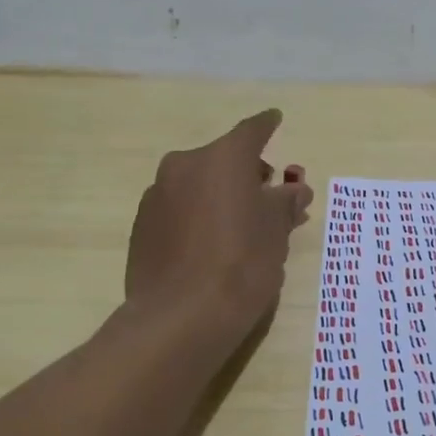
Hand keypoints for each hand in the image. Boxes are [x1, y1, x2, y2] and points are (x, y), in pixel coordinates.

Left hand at [126, 110, 313, 336]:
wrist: (181, 317)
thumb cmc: (243, 263)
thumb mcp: (277, 231)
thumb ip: (285, 202)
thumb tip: (294, 190)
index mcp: (223, 158)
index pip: (252, 130)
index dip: (267, 126)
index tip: (275, 119)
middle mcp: (185, 165)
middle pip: (223, 159)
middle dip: (247, 172)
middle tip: (269, 196)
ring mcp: (157, 195)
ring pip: (198, 184)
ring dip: (220, 194)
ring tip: (240, 224)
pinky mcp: (142, 226)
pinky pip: (178, 208)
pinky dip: (197, 215)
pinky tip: (210, 244)